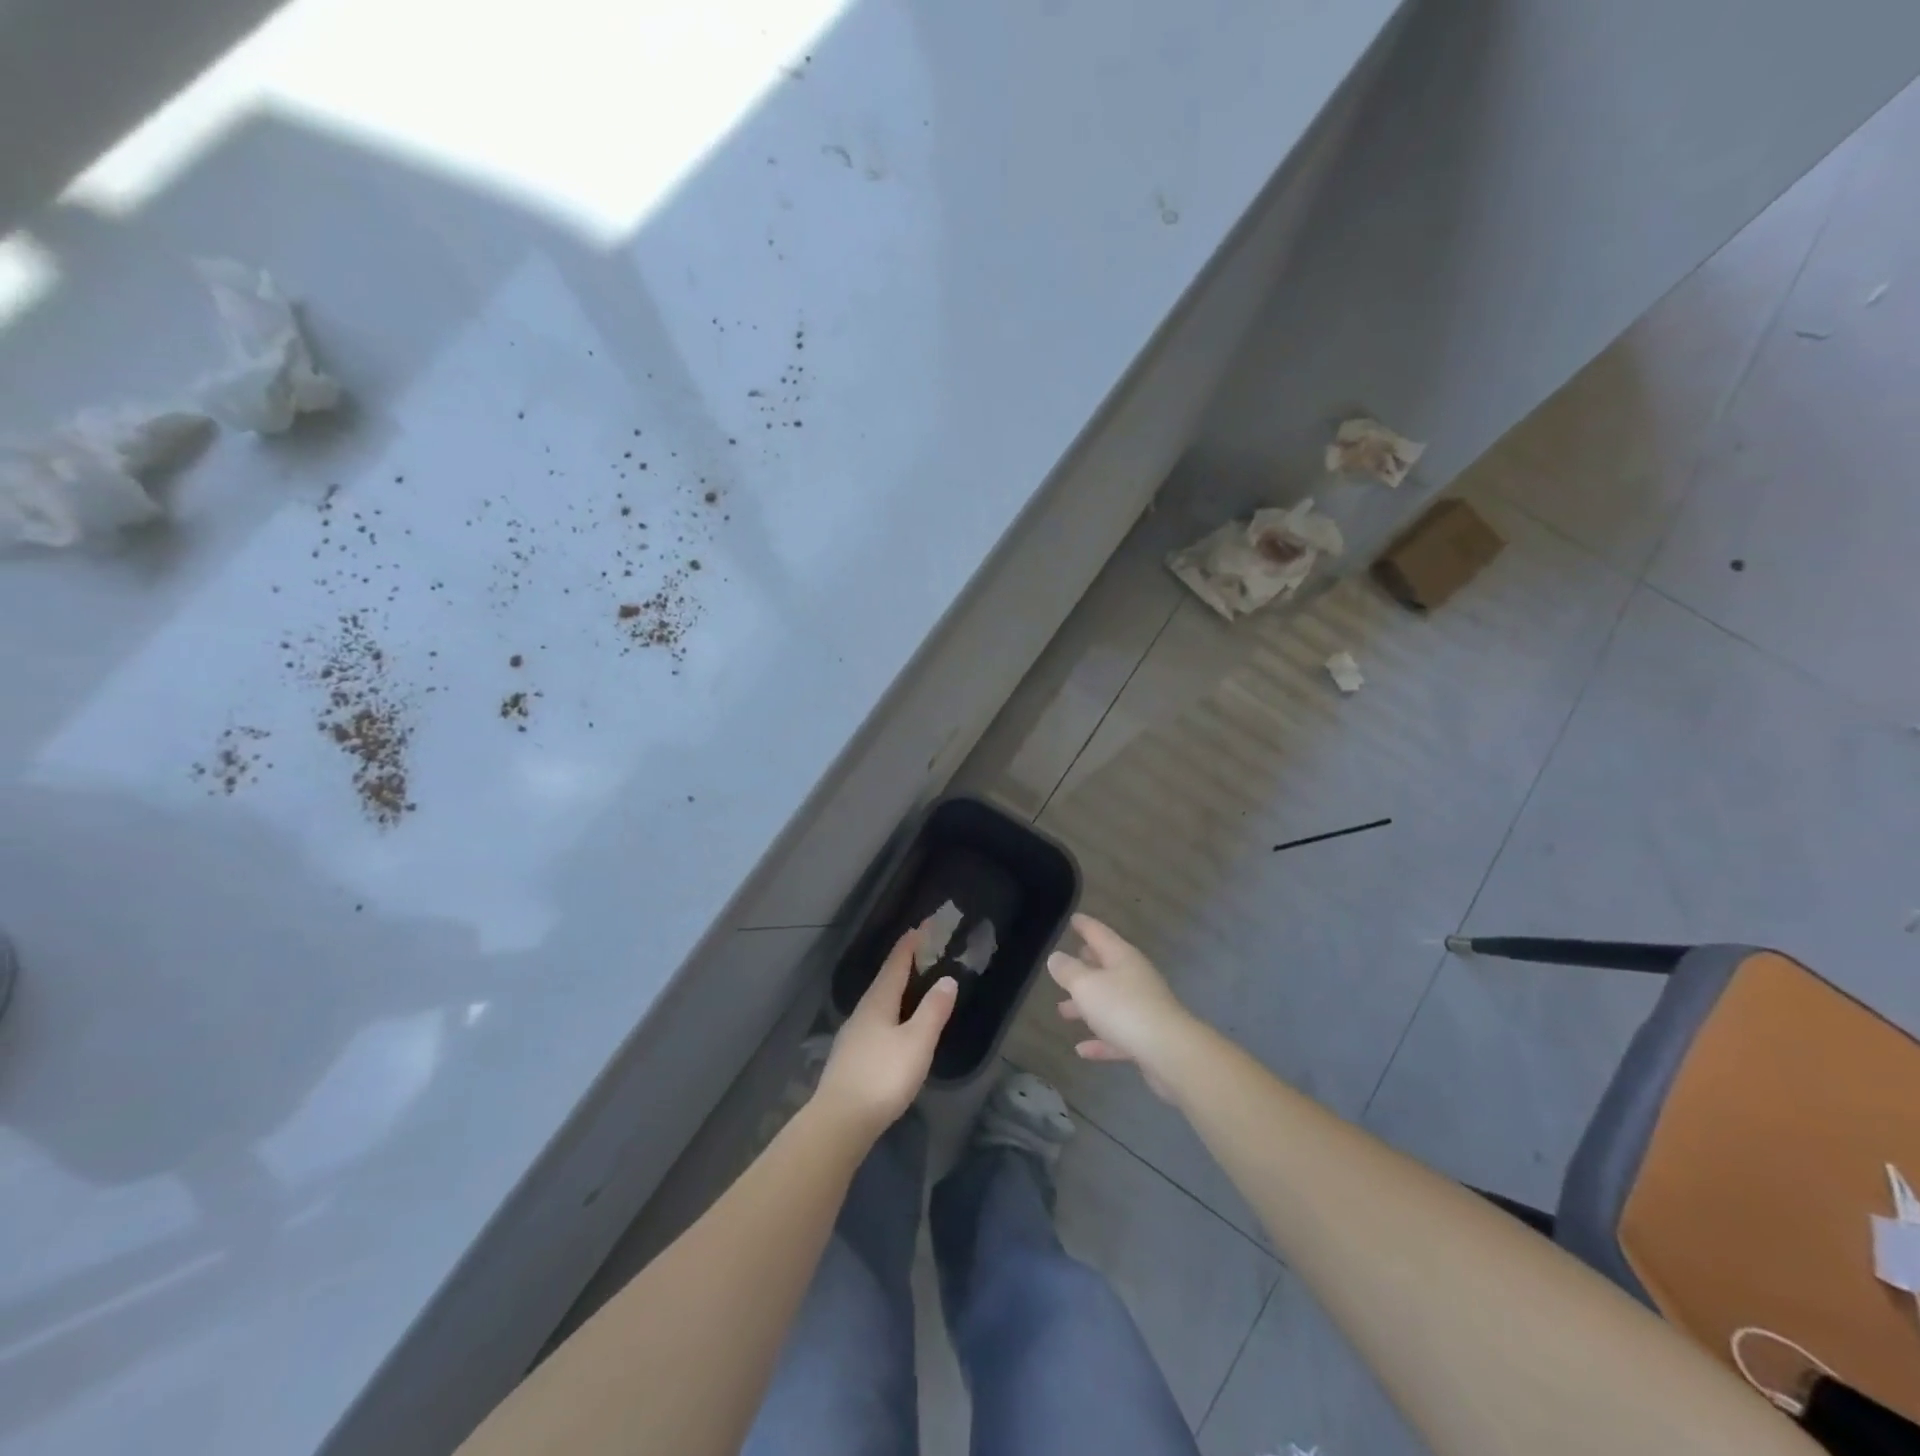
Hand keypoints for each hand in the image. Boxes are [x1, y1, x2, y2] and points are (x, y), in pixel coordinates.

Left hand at [814, 928, 956, 1141]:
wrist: (840, 1121)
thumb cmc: (883, 1076)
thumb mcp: (917, 1042)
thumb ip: (933, 1010)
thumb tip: (946, 979)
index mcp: (878, 1002)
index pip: (895, 964)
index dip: (909, 946)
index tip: (920, 927)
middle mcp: (862, 1012)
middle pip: (884, 982)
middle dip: (902, 965)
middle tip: (920, 953)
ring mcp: (853, 1036)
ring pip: (877, 1003)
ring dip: (894, 990)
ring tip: (910, 987)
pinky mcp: (850, 1058)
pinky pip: (874, 1023)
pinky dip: (889, 1013)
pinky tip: (893, 1028)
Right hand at [1049, 914, 1196, 1098]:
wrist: (1169, 1051)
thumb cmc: (1123, 1008)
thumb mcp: (1086, 985)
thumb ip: (1068, 971)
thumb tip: (1056, 957)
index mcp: (1122, 957)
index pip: (1100, 934)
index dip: (1085, 926)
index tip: (1074, 918)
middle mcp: (1134, 978)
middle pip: (1107, 966)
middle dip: (1087, 963)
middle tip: (1069, 959)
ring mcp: (1143, 1008)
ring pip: (1109, 1002)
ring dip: (1087, 1005)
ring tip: (1062, 1010)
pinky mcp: (1146, 1038)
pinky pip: (1116, 1034)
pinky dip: (1100, 1040)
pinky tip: (1081, 1050)